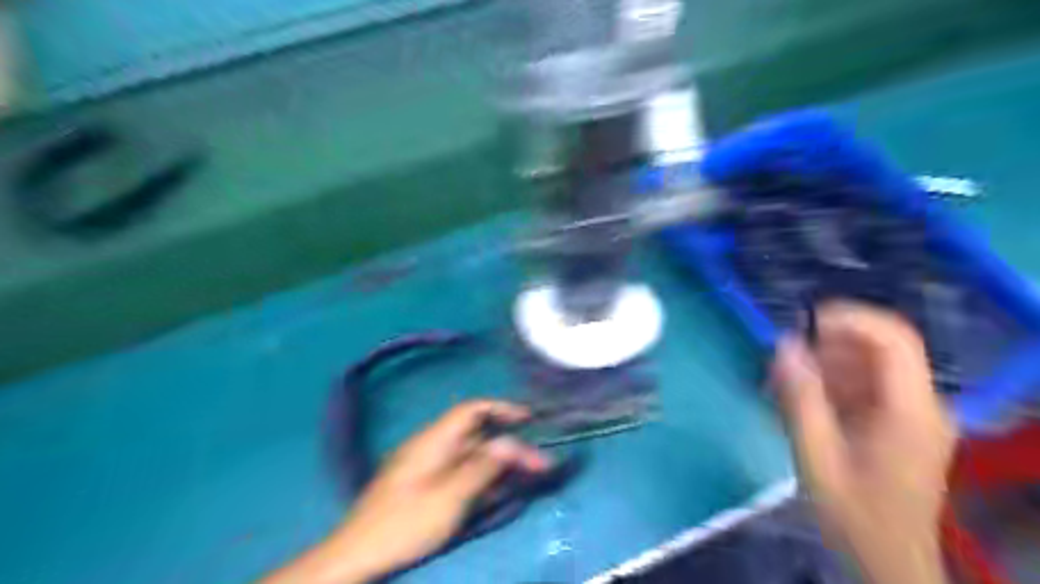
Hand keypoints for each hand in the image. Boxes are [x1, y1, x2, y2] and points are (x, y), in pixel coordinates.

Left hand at [266, 402, 546, 583]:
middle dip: (510, 446)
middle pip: (478, 436)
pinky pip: (461, 472)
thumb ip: (483, 467)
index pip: (472, 410)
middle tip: (539, 463)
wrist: (357, 555)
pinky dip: (483, 477)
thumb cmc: (405, 523)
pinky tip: (498, 491)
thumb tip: (512, 443)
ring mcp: (428, 465)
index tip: (530, 418)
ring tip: (527, 476)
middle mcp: (432, 446)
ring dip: (500, 463)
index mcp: (434, 440)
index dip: (502, 408)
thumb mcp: (449, 497)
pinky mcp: (426, 484)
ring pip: (472, 456)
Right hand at [772, 302, 956, 582]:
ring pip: (868, 364)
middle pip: (879, 347)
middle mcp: (921, 404)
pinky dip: (830, 383)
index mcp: (910, 410)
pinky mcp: (898, 422)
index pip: (893, 339)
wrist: (886, 558)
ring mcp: (912, 412)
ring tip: (783, 382)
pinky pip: (864, 384)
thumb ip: (800, 396)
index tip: (803, 322)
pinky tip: (799, 399)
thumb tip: (783, 344)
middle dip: (827, 344)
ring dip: (823, 364)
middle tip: (783, 361)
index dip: (849, 318)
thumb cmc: (853, 513)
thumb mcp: (816, 455)